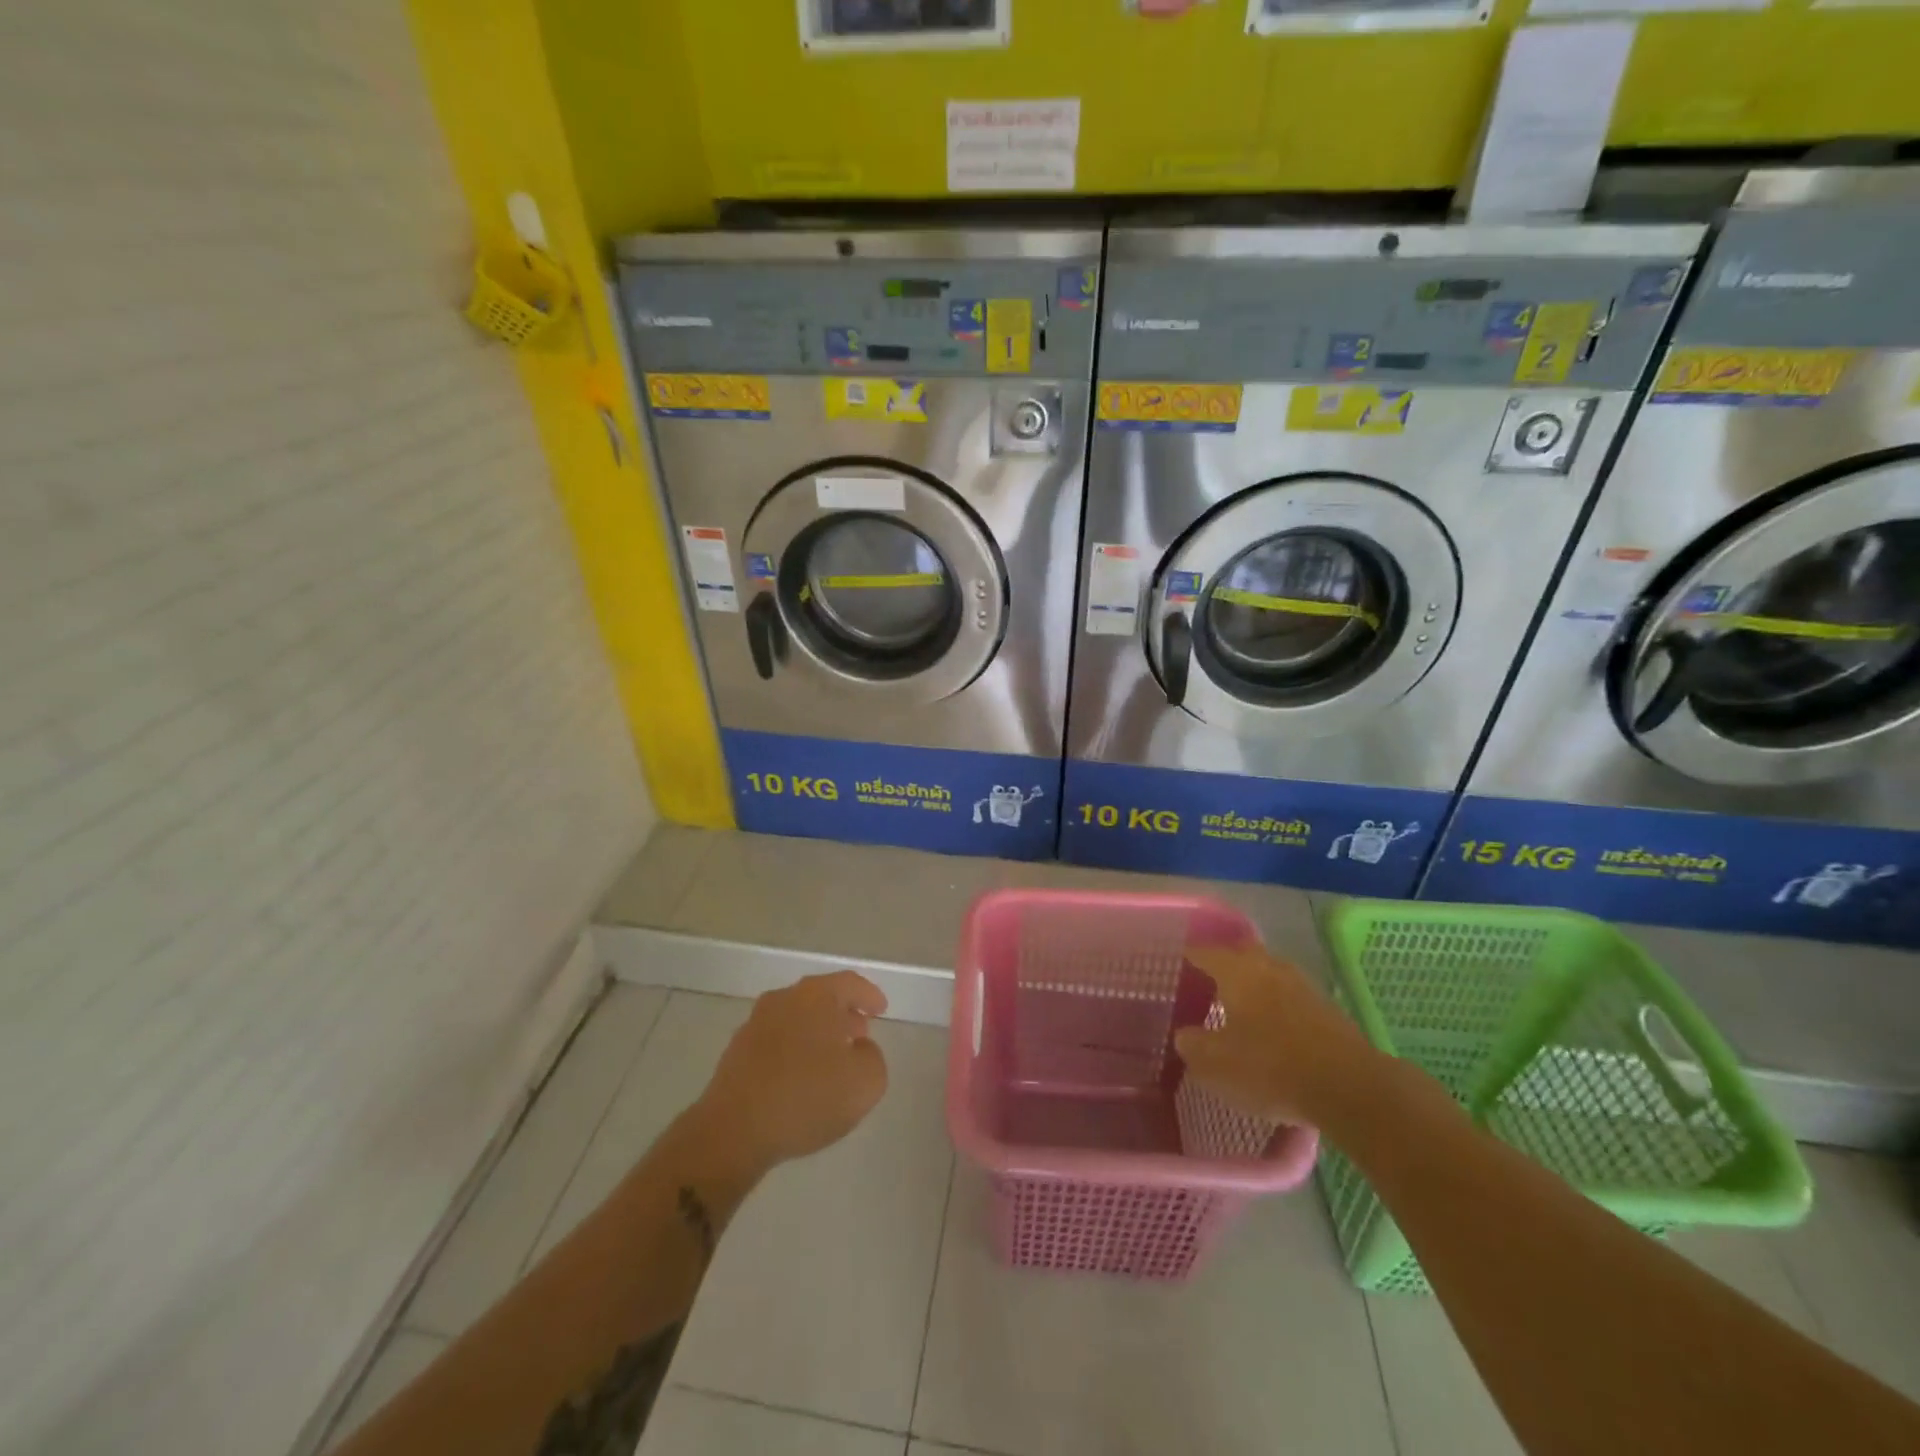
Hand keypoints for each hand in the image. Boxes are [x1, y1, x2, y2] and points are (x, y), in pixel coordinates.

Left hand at [696, 970, 889, 1171]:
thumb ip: (873, 1057)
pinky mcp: (736, 1053)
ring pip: (796, 1018)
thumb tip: (859, 1048)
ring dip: (817, 1032)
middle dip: (842, 1013)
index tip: (881, 1010)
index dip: (869, 995)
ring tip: (832, 1059)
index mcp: (815, 996)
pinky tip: (801, 1078)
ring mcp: (755, 1025)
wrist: (733, 1131)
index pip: (850, 983)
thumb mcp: (865, 1083)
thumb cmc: (806, 1098)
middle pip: (820, 997)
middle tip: (859, 1033)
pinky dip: (794, 1050)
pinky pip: (776, 1041)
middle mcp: (783, 1000)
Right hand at [1174, 946, 1382, 1127]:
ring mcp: (1301, 984)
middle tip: (1206, 981)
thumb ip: (1193, 1045)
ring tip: (1238, 1004)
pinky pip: (1288, 993)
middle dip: (1223, 963)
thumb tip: (1184, 1034)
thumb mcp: (1217, 1064)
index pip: (1203, 952)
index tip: (1175, 966)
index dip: (1187, 957)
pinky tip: (1270, 1025)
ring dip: (1252, 982)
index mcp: (1237, 971)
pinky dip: (1274, 1002)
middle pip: (1240, 954)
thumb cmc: (1272, 1068)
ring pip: (1268, 972)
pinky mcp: (1325, 1007)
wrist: (1351, 1087)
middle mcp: (1268, 966)